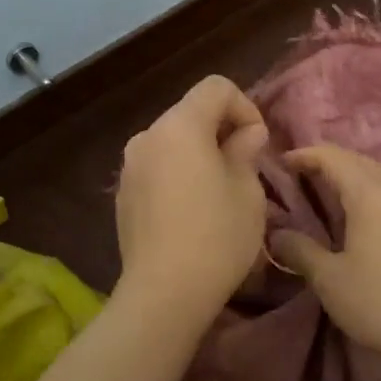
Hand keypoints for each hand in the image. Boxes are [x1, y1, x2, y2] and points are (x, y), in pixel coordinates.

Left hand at [114, 75, 269, 316]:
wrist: (164, 293)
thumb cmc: (217, 236)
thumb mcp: (248, 191)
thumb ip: (246, 151)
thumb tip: (245, 135)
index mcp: (180, 126)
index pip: (216, 87)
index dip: (245, 107)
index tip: (257, 144)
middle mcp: (148, 136)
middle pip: (191, 113)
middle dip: (222, 130)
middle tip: (245, 167)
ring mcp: (130, 166)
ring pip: (173, 141)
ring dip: (199, 153)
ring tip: (219, 191)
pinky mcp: (123, 194)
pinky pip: (157, 168)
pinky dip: (178, 174)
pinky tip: (191, 211)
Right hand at [269, 144, 380, 370]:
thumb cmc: (380, 302)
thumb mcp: (329, 279)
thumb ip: (300, 250)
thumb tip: (277, 235)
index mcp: (370, 195)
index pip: (334, 158)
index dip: (307, 155)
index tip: (283, 162)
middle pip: (363, 161)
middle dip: (332, 161)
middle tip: (305, 173)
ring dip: (362, 171)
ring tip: (343, 187)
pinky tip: (378, 212)